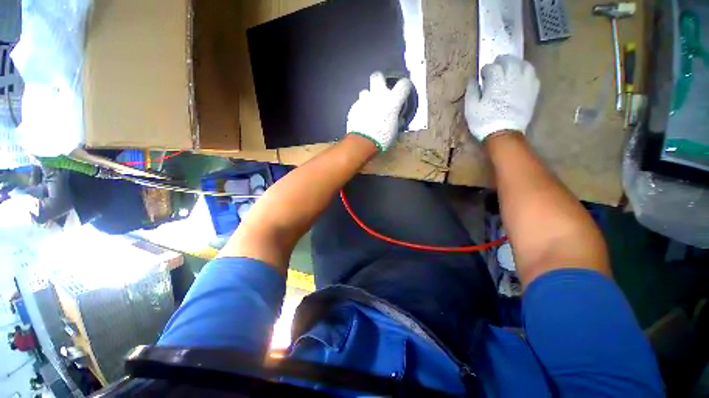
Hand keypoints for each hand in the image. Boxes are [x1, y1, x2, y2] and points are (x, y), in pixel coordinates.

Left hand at [347, 72, 411, 151]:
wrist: (363, 143)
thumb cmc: (382, 138)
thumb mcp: (394, 130)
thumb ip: (396, 119)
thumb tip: (398, 118)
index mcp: (392, 100)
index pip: (403, 84)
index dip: (404, 86)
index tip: (403, 91)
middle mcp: (378, 95)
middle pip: (377, 76)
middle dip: (379, 81)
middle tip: (380, 91)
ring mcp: (364, 100)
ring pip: (365, 92)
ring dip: (368, 98)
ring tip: (369, 109)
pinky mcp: (353, 108)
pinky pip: (358, 104)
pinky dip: (360, 109)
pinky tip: (361, 118)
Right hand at [465, 55, 539, 141]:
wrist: (503, 134)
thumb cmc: (484, 122)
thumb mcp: (471, 109)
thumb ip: (471, 91)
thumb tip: (472, 80)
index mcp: (496, 81)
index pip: (492, 67)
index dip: (486, 70)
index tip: (482, 75)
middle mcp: (512, 78)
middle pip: (510, 61)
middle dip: (502, 61)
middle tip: (496, 65)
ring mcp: (525, 84)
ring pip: (524, 65)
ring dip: (516, 64)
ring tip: (511, 68)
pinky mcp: (533, 92)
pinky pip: (533, 75)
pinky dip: (527, 72)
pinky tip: (522, 77)